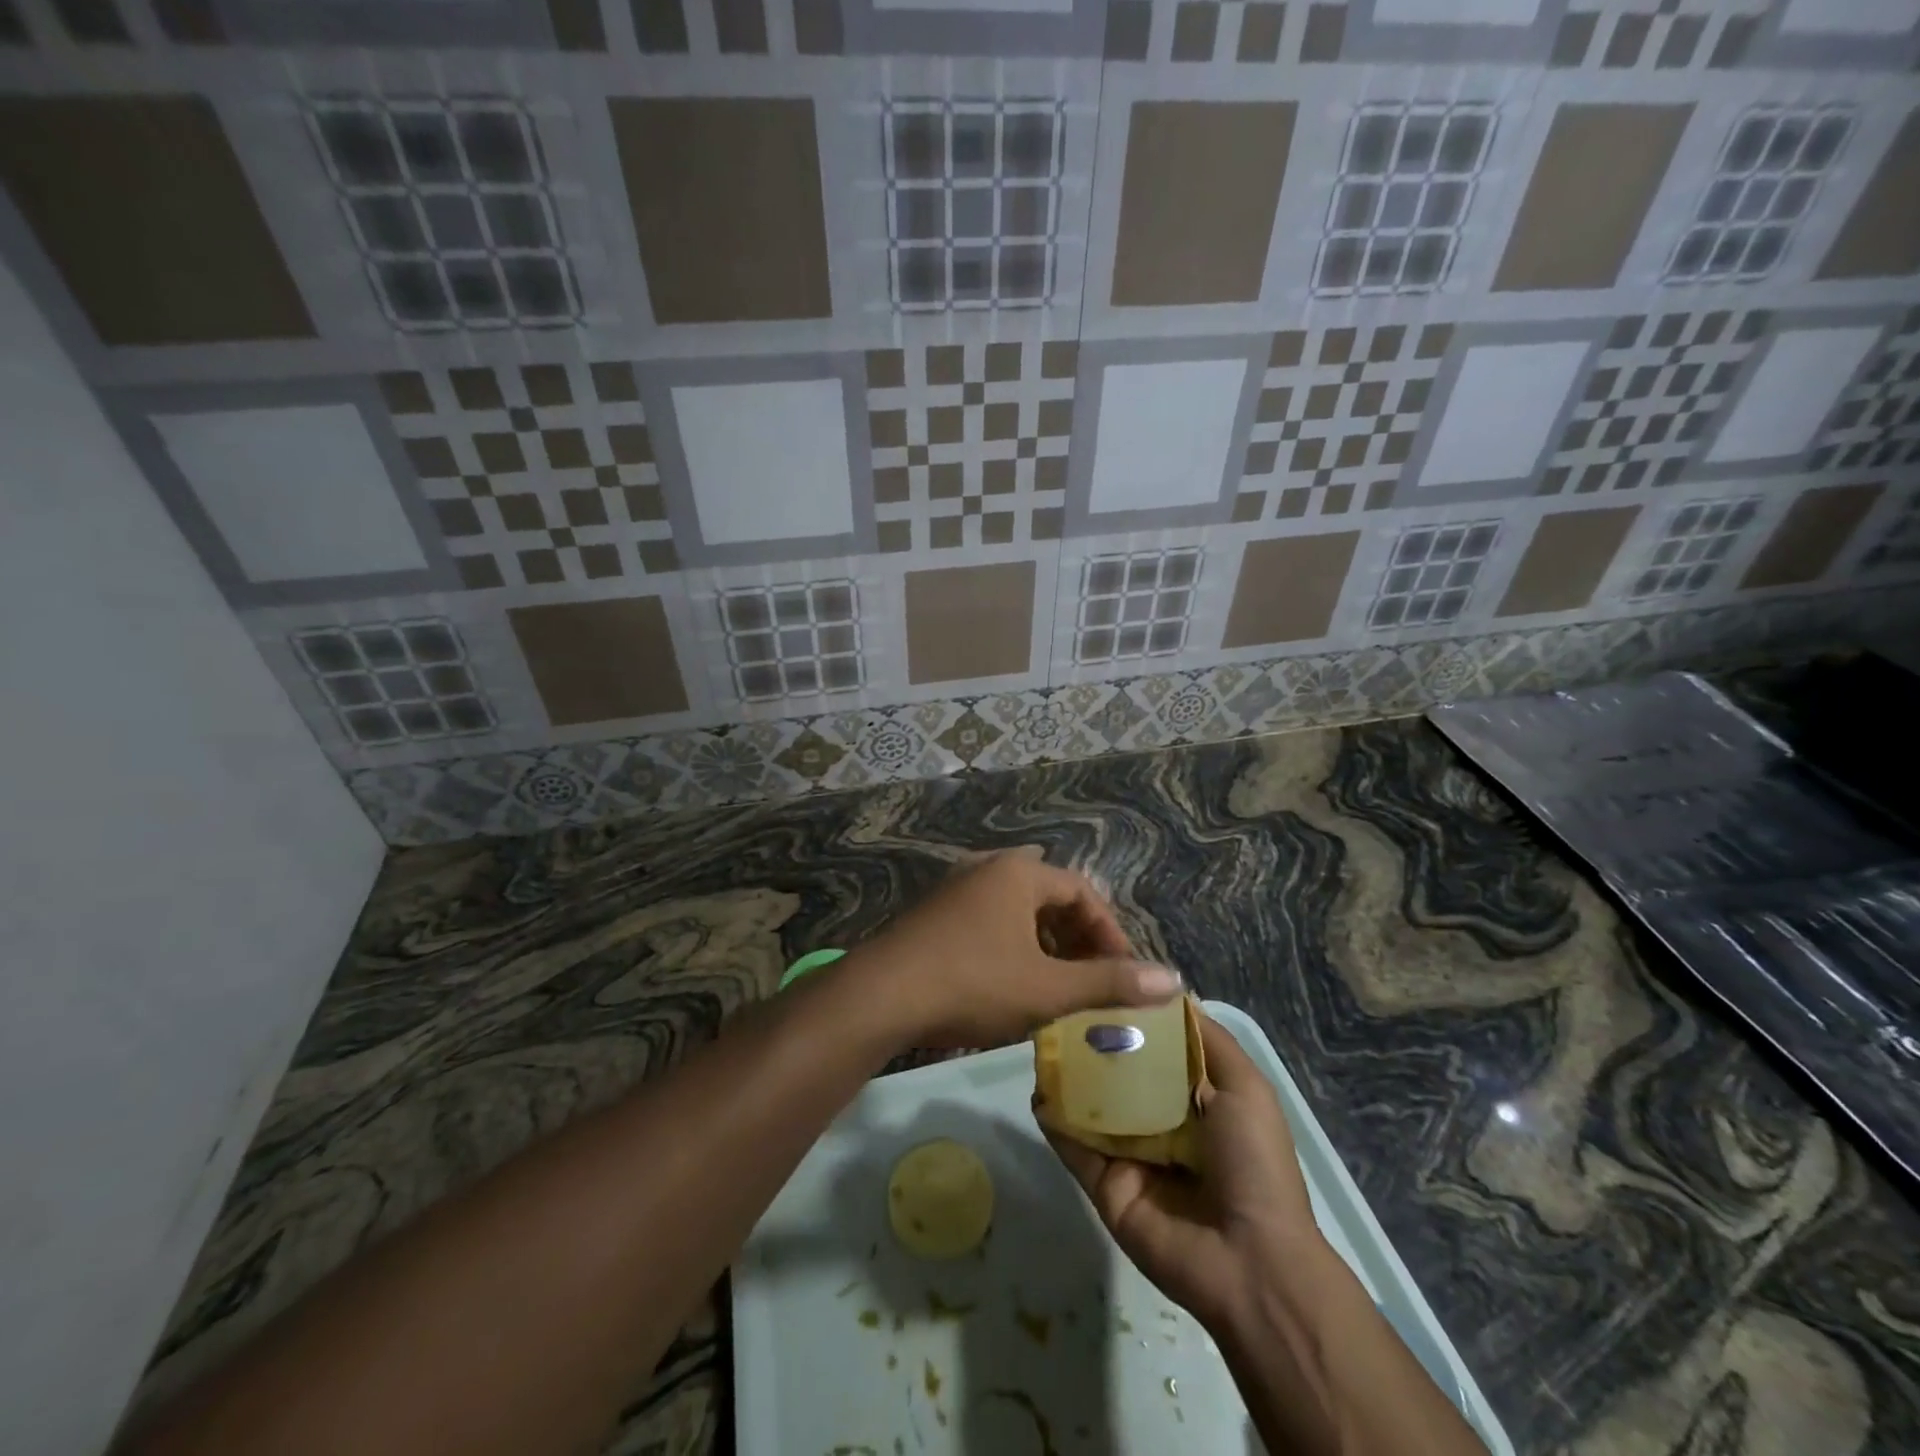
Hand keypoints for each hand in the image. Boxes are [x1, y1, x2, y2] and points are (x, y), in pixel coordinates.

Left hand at [849, 848, 1180, 1049]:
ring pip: (1016, 910)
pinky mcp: (933, 914)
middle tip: (1091, 977)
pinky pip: (987, 921)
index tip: (1123, 973)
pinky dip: (1011, 945)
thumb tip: (1174, 980)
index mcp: (1018, 873)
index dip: (1110, 931)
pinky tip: (1009, 981)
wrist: (881, 995)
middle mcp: (987, 869)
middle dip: (1076, 936)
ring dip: (1043, 942)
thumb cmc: (973, 983)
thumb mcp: (1048, 989)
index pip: (1082, 891)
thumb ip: (1110, 983)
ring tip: (1056, 983)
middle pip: (1048, 896)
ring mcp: (955, 889)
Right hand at [1042, 1011, 1323, 1334]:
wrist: (1249, 1261)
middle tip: (1062, 1006)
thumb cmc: (1253, 1163)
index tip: (1104, 981)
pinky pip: (1075, 1147)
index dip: (1134, 1018)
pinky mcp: (1105, 1184)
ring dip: (1070, 1076)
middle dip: (1095, 1042)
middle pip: (1119, 1074)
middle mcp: (1160, 1123)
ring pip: (1092, 1106)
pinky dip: (1055, 1120)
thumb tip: (1169, 994)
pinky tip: (1038, 1090)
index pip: (1156, 1049)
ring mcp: (1129, 1155)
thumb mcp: (1246, 1088)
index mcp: (1196, 1101)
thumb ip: (1208, 1041)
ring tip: (1042, 1038)